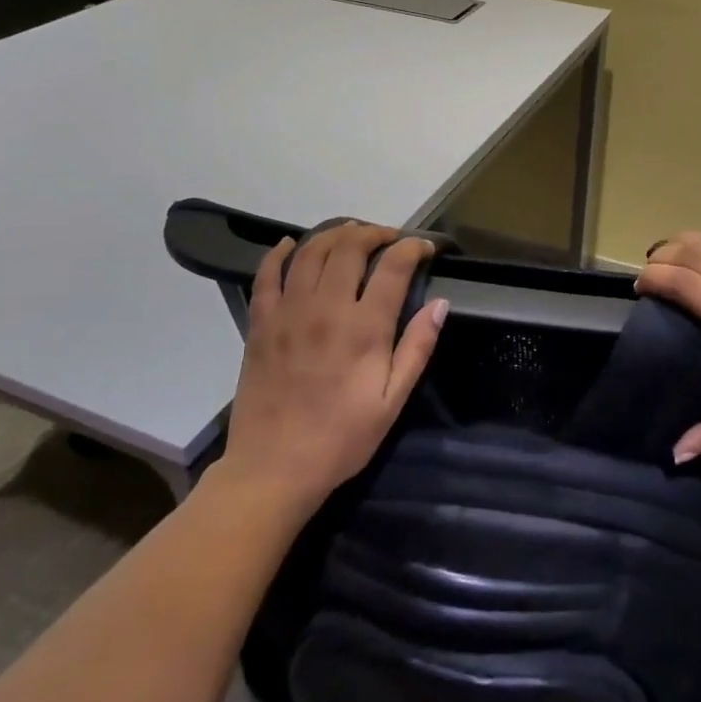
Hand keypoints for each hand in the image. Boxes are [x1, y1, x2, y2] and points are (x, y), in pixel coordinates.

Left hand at [213, 223, 446, 510]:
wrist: (273, 469)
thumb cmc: (342, 438)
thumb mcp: (393, 401)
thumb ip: (417, 348)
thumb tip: (440, 304)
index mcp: (364, 328)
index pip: (393, 266)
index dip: (413, 248)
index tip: (425, 249)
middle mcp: (325, 308)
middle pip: (350, 247)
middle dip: (375, 233)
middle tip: (389, 238)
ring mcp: (288, 312)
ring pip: (310, 251)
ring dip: (334, 234)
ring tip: (351, 234)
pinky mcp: (260, 323)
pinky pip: (266, 275)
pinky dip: (279, 253)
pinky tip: (291, 245)